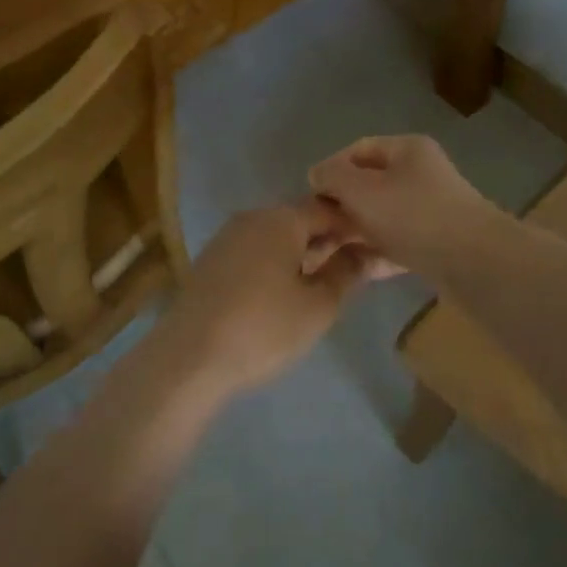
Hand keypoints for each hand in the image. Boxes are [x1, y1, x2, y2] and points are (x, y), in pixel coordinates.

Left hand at [153, 204, 373, 397]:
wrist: (189, 357)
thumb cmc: (263, 328)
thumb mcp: (318, 306)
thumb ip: (346, 273)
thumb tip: (366, 252)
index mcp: (281, 219)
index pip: (329, 208)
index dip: (355, 226)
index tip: (377, 248)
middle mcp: (252, 217)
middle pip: (300, 218)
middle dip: (328, 239)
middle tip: (355, 268)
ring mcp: (227, 237)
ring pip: (276, 235)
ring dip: (302, 251)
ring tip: (323, 283)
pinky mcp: (211, 260)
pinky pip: (254, 250)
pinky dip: (276, 262)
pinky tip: (285, 291)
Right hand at [306, 134, 502, 278]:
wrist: (475, 263)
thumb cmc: (413, 215)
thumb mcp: (362, 190)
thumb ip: (332, 177)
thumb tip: (317, 174)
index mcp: (407, 150)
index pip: (357, 150)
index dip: (330, 169)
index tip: (309, 196)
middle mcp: (420, 175)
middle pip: (368, 186)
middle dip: (338, 207)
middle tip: (313, 232)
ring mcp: (429, 211)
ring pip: (379, 218)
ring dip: (351, 234)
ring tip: (324, 256)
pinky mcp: (435, 245)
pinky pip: (395, 244)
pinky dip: (373, 254)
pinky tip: (351, 270)